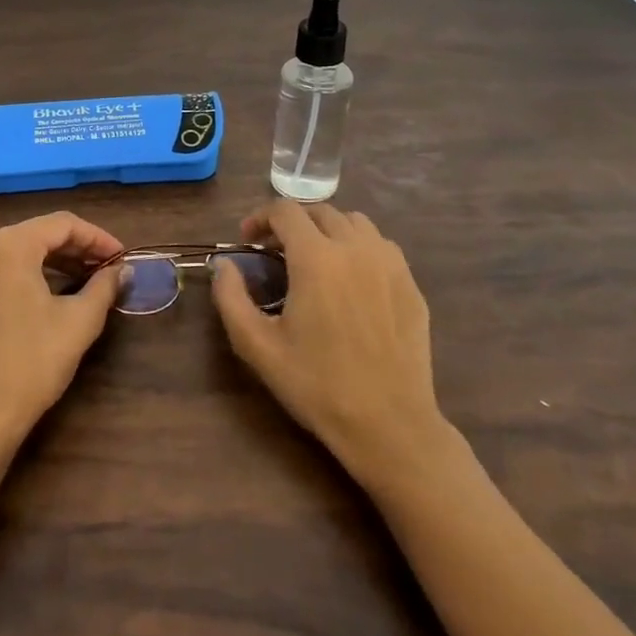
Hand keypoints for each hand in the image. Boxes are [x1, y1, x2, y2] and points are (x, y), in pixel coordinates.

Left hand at [0, 212, 125, 450]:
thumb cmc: (32, 361)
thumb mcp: (78, 321)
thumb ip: (104, 286)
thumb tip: (124, 269)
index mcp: (10, 244)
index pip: (63, 224)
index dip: (98, 237)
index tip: (124, 257)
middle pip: (42, 232)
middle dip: (80, 248)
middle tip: (113, 268)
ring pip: (27, 249)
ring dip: (61, 260)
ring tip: (94, 278)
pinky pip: (11, 266)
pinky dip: (39, 271)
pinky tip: (63, 288)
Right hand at [212, 200, 448, 489]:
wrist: (388, 424)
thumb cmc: (316, 385)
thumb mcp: (257, 346)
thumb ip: (231, 297)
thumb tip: (224, 265)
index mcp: (316, 258)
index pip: (284, 211)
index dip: (259, 218)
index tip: (248, 241)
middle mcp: (355, 248)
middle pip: (320, 211)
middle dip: (292, 222)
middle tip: (276, 251)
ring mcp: (390, 264)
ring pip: (355, 223)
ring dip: (328, 230)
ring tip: (315, 259)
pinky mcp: (411, 285)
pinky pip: (382, 247)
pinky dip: (359, 248)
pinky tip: (351, 279)